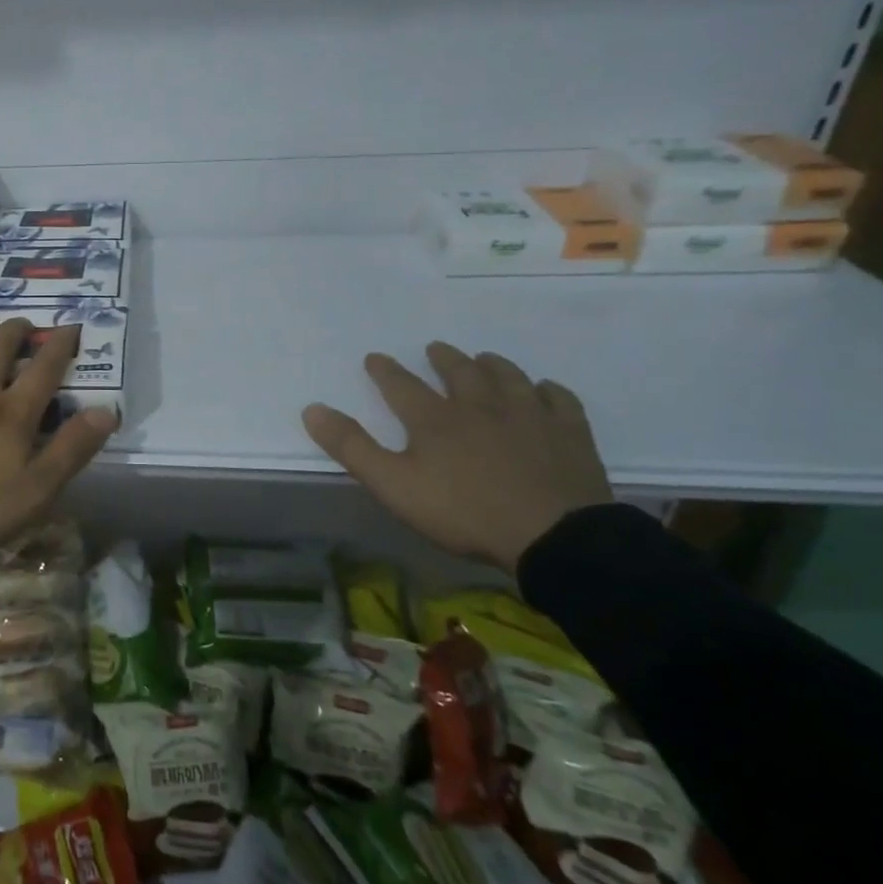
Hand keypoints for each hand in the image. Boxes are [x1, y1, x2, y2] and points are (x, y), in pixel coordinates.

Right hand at [302, 342, 612, 571]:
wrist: (553, 536)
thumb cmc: (464, 512)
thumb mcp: (393, 485)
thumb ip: (352, 447)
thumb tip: (312, 408)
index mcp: (434, 419)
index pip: (402, 385)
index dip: (385, 370)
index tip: (374, 357)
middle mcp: (480, 406)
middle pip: (460, 372)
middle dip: (444, 358)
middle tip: (436, 348)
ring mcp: (529, 417)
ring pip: (508, 378)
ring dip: (493, 365)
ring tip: (485, 358)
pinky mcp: (570, 434)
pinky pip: (558, 400)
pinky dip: (548, 390)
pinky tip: (544, 389)